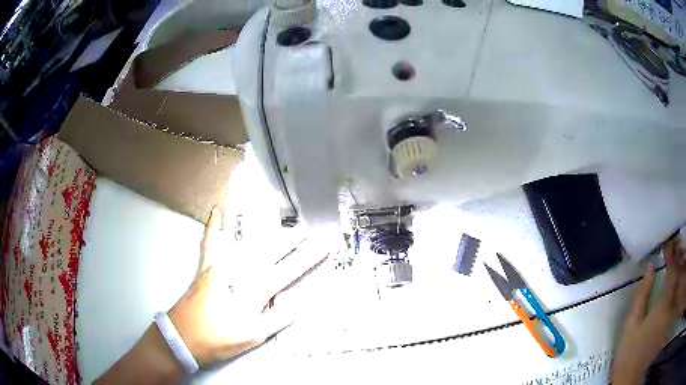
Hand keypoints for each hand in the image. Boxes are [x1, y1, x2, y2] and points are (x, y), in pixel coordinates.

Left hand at [168, 208, 311, 366]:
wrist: (182, 339)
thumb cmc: (217, 340)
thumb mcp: (253, 336)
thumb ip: (279, 318)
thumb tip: (303, 303)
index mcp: (249, 292)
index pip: (285, 272)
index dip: (306, 260)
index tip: (323, 247)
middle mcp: (235, 274)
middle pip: (266, 251)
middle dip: (288, 239)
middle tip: (305, 226)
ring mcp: (218, 269)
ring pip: (242, 242)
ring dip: (258, 224)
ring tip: (268, 206)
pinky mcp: (205, 270)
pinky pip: (210, 244)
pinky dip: (212, 228)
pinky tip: (215, 212)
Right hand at [611, 237, 685, 384]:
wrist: (631, 380)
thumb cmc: (630, 354)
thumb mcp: (631, 326)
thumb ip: (642, 295)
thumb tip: (650, 268)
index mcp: (664, 302)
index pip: (673, 270)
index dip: (672, 255)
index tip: (668, 246)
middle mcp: (673, 303)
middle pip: (681, 273)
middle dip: (681, 257)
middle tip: (678, 249)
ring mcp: (673, 312)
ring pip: (683, 281)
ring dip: (684, 267)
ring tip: (682, 259)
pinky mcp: (671, 320)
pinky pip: (680, 295)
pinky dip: (682, 283)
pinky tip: (681, 279)